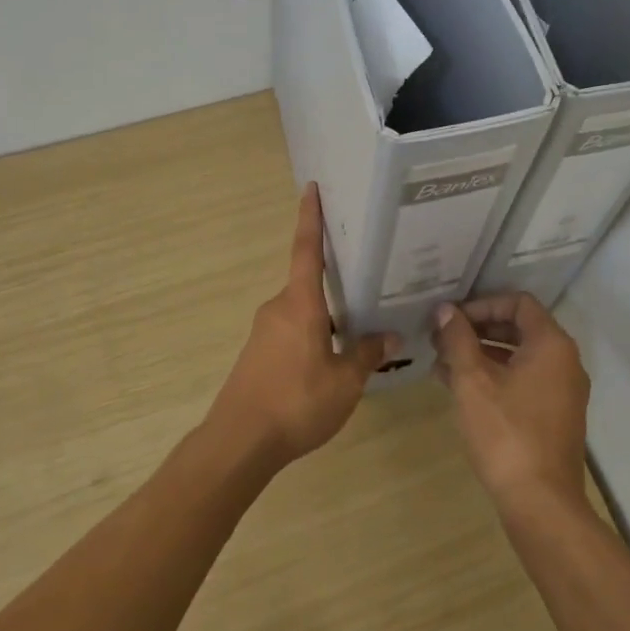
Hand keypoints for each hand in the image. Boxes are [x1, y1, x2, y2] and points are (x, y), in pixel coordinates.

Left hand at [210, 184, 399, 465]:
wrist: (240, 441)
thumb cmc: (296, 402)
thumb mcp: (344, 381)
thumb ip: (367, 354)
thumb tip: (390, 335)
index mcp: (300, 304)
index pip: (306, 250)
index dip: (310, 218)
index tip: (311, 188)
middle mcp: (278, 308)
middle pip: (309, 284)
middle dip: (336, 283)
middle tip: (368, 280)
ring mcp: (264, 331)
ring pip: (303, 312)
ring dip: (327, 317)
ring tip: (359, 327)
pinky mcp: (258, 354)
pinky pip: (292, 332)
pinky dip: (314, 335)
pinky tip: (332, 359)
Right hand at [432, 293, 591, 516]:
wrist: (541, 502)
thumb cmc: (505, 432)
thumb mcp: (472, 380)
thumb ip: (457, 339)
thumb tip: (445, 310)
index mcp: (551, 345)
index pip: (518, 302)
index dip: (481, 304)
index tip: (450, 319)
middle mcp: (564, 362)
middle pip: (518, 328)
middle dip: (476, 330)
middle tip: (440, 338)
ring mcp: (562, 391)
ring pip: (517, 357)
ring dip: (480, 355)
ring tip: (440, 363)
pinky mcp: (554, 416)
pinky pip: (522, 382)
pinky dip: (493, 378)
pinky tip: (458, 389)